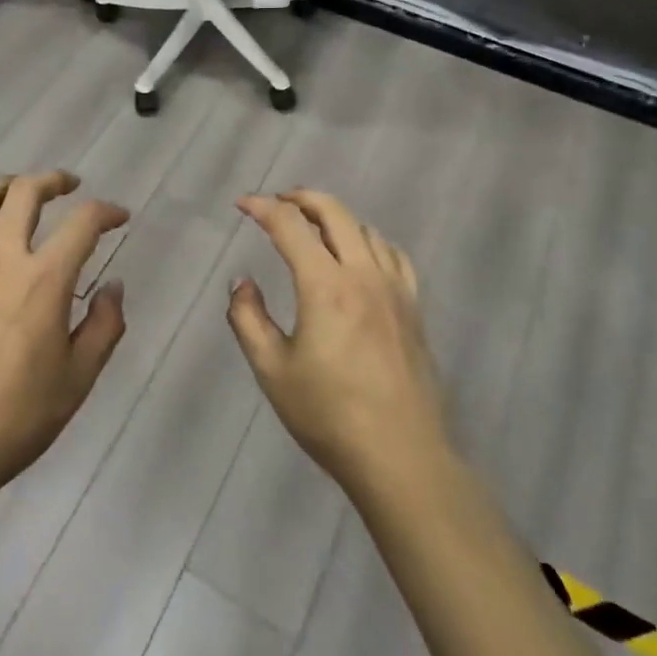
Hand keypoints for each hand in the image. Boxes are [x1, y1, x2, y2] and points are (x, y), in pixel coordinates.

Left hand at [0, 172, 129, 502]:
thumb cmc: (17, 418)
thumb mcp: (79, 379)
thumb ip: (105, 326)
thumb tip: (114, 286)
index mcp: (44, 281)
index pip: (83, 223)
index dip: (107, 211)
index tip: (119, 217)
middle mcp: (0, 260)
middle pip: (24, 194)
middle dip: (52, 180)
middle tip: (68, 186)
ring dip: (1, 185)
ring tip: (17, 190)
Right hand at [229, 190, 448, 502]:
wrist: (401, 457)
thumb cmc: (329, 416)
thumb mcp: (272, 370)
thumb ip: (248, 319)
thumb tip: (243, 283)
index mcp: (325, 286)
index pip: (290, 226)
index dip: (263, 207)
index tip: (242, 204)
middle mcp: (363, 275)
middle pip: (335, 212)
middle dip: (302, 198)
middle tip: (278, 202)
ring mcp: (395, 289)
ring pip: (365, 229)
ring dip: (335, 217)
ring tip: (313, 227)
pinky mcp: (413, 308)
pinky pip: (393, 255)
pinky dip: (369, 240)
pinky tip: (360, 255)